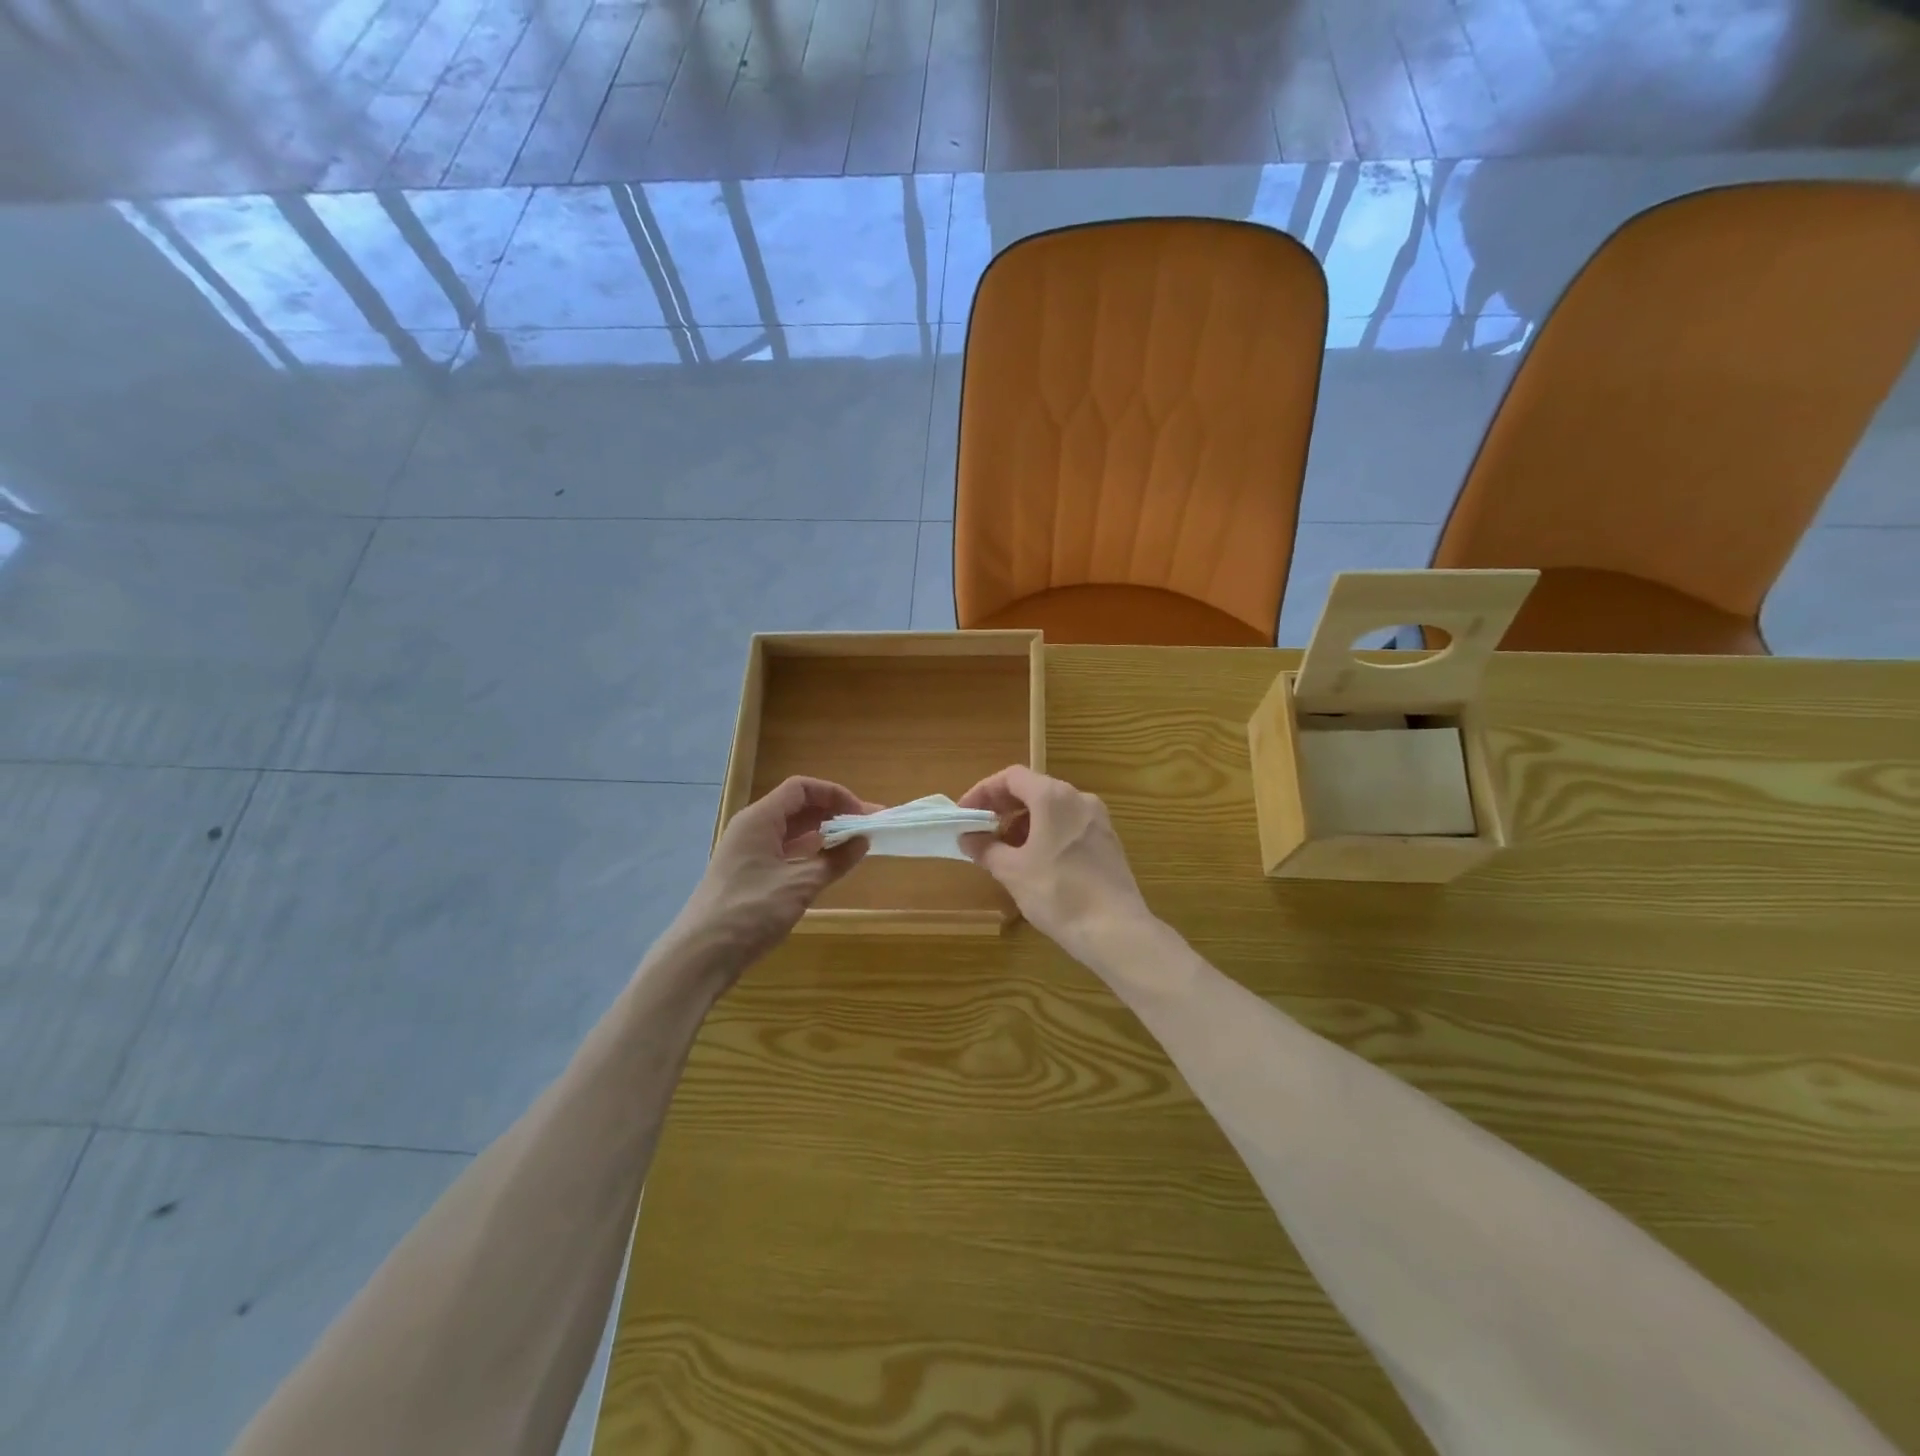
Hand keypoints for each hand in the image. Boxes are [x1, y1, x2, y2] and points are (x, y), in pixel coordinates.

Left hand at [668, 777, 874, 984]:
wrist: (701, 955)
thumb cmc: (750, 911)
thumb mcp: (800, 885)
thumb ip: (835, 860)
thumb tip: (863, 841)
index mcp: (759, 819)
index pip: (802, 789)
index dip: (835, 795)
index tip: (862, 814)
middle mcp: (752, 829)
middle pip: (797, 807)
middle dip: (833, 814)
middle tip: (868, 828)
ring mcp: (748, 853)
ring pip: (791, 832)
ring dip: (822, 835)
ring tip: (854, 846)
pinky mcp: (749, 876)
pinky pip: (784, 852)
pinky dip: (809, 854)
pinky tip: (828, 866)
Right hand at [957, 766, 1153, 963]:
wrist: (1116, 930)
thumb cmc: (1058, 893)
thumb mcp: (1012, 871)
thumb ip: (986, 848)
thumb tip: (967, 838)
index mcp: (1054, 797)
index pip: (1011, 777)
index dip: (983, 791)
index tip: (965, 814)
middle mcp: (1079, 799)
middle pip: (1033, 789)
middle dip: (1003, 808)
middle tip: (980, 831)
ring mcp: (1098, 820)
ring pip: (1052, 809)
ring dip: (1024, 822)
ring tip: (1005, 851)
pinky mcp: (1108, 842)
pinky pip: (1069, 825)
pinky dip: (1046, 833)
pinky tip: (1035, 862)